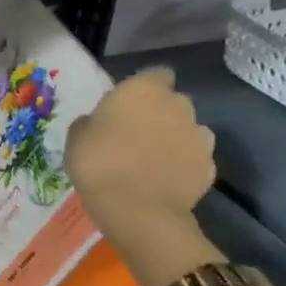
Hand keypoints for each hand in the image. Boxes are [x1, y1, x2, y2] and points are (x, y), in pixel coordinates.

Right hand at [66, 67, 215, 240]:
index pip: (155, 74)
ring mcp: (199, 136)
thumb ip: (92, 121)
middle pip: (173, 101)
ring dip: (174, 137)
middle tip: (136, 133)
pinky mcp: (209, 166)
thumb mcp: (76, 137)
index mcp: (143, 90)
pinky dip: (183, 163)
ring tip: (153, 158)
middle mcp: (178, 105)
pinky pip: (194, 157)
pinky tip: (165, 178)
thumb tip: (99, 122)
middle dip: (160, 112)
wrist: (138, 210)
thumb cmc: (98, 163)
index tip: (127, 105)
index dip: (143, 88)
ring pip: (187, 129)